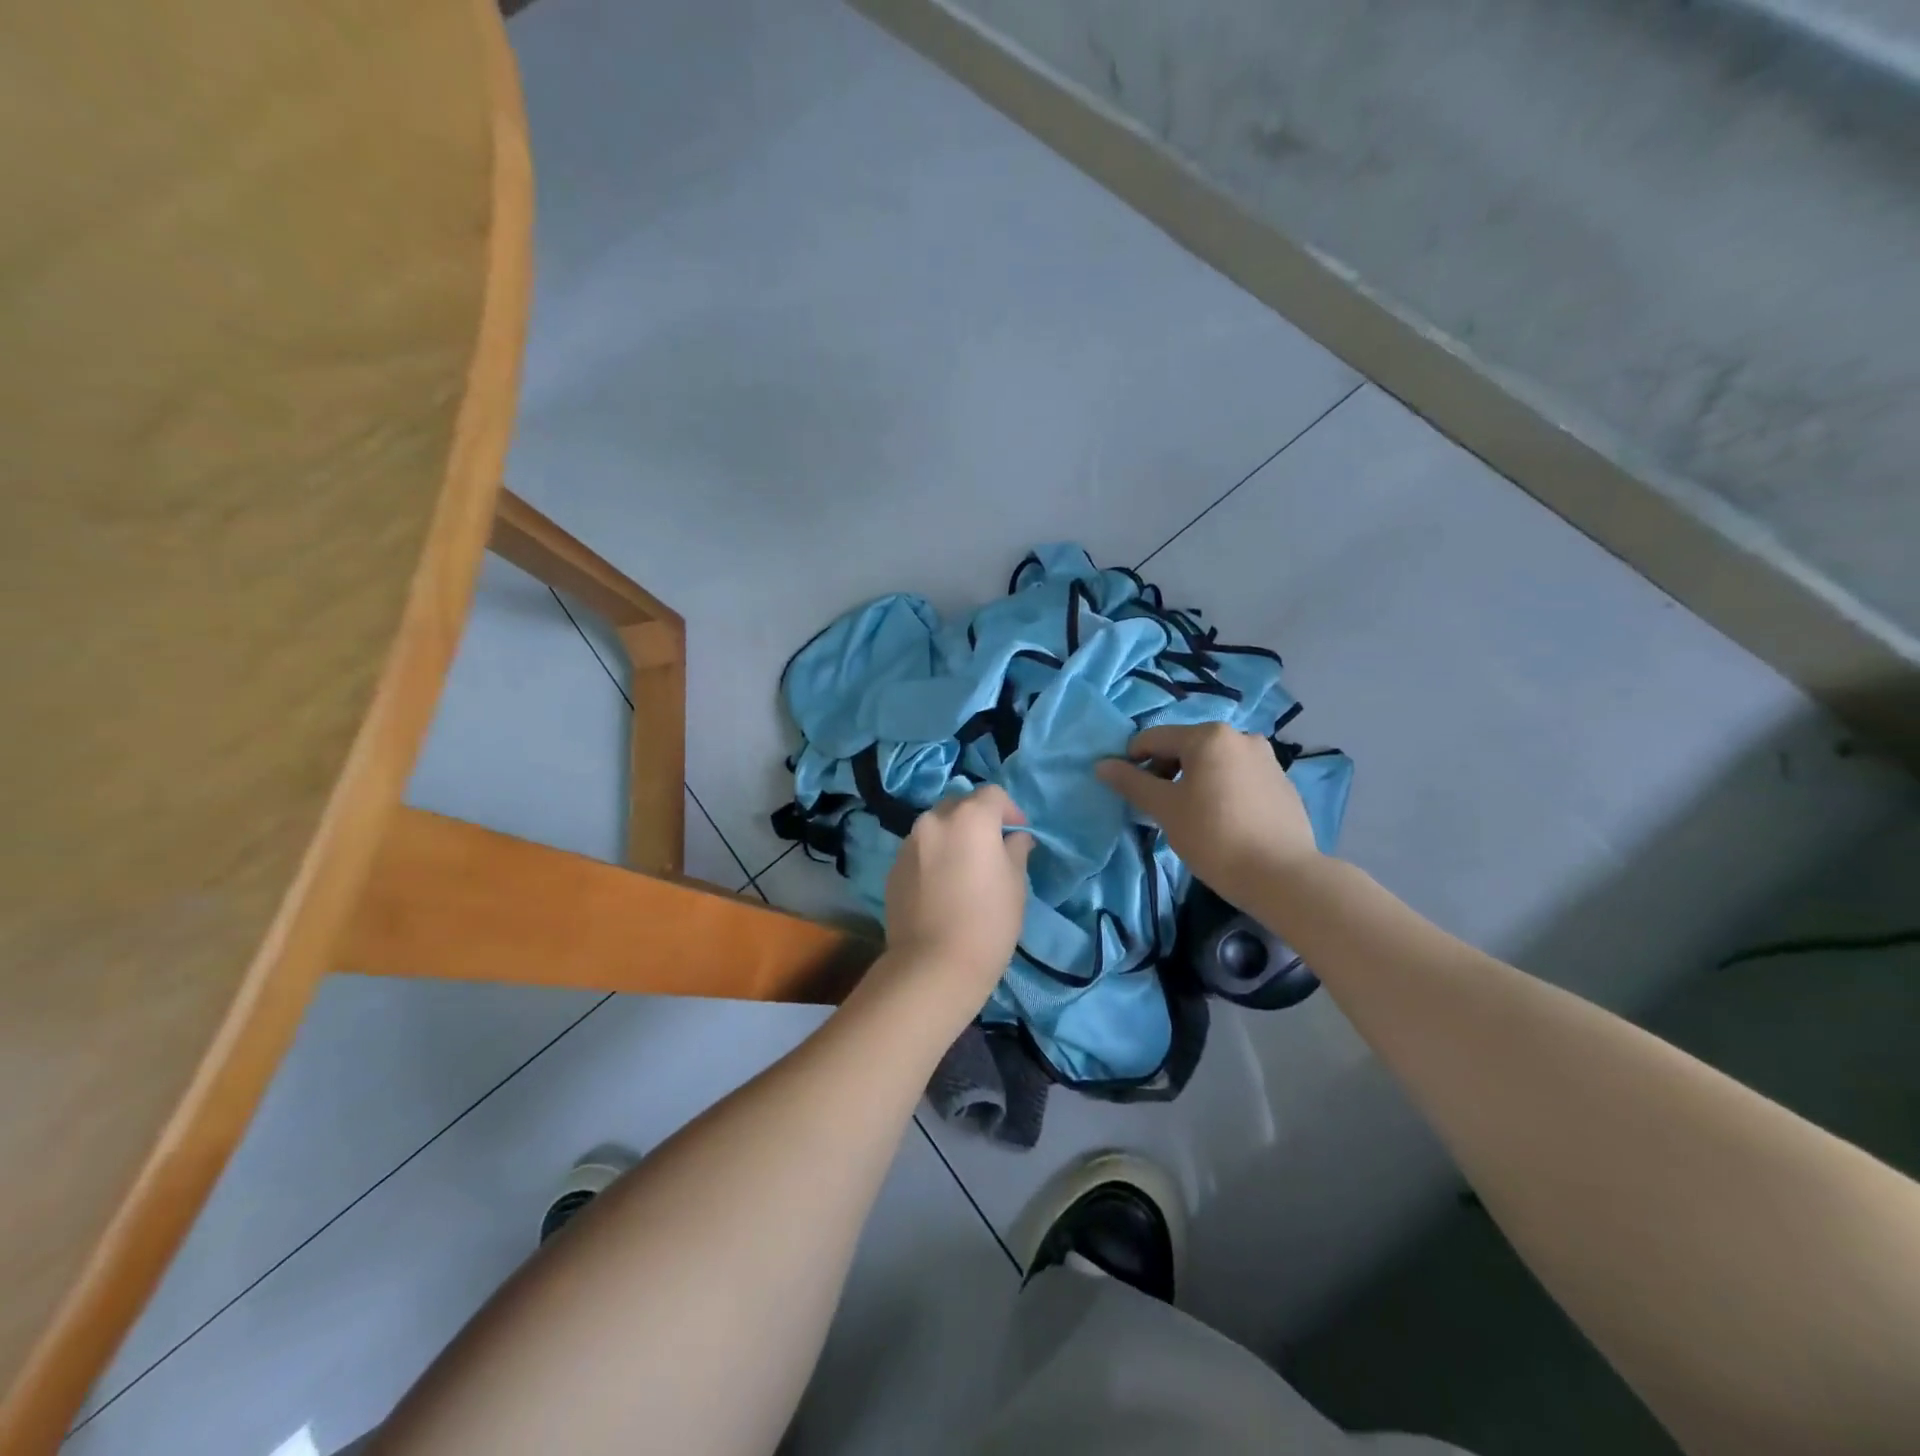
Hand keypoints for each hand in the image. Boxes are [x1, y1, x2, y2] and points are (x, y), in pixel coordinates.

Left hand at [881, 785, 1033, 1017]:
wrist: (933, 964)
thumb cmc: (988, 921)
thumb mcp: (1016, 884)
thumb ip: (1016, 850)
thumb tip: (1015, 838)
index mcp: (970, 817)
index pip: (993, 794)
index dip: (1010, 810)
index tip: (1018, 834)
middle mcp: (935, 820)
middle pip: (960, 806)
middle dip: (978, 819)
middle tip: (992, 849)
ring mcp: (909, 843)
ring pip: (937, 827)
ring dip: (953, 837)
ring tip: (964, 869)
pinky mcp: (893, 868)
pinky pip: (920, 851)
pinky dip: (934, 857)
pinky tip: (942, 887)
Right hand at [1096, 723, 1319, 907]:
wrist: (1282, 875)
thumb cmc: (1214, 836)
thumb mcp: (1165, 809)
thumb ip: (1131, 783)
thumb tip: (1102, 765)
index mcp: (1208, 736)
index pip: (1154, 738)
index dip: (1133, 762)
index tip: (1129, 792)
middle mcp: (1240, 736)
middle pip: (1186, 747)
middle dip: (1165, 772)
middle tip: (1158, 808)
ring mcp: (1266, 758)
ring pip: (1213, 763)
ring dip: (1192, 781)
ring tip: (1190, 817)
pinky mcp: (1281, 782)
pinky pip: (1237, 777)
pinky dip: (1220, 790)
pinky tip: (1221, 822)